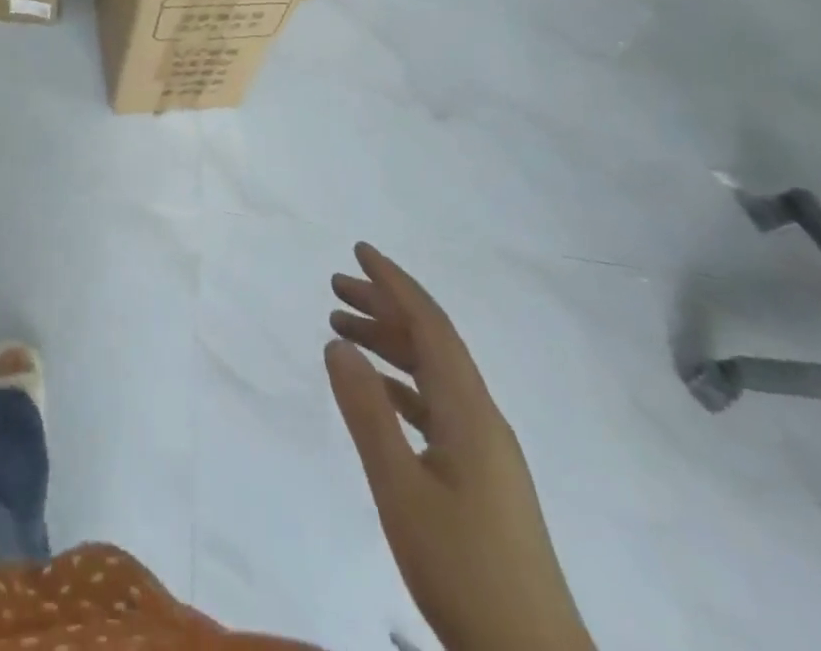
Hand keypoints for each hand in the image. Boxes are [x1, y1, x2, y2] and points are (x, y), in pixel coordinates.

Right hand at [325, 243, 593, 650]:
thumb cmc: (464, 570)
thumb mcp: (401, 489)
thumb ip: (367, 412)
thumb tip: (337, 341)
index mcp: (469, 412)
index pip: (430, 325)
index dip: (394, 283)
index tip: (359, 251)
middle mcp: (482, 418)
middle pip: (431, 343)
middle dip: (384, 307)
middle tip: (335, 288)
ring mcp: (485, 450)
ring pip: (433, 374)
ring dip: (389, 345)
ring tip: (342, 330)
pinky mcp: (481, 478)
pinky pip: (436, 406)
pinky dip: (401, 385)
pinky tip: (377, 392)